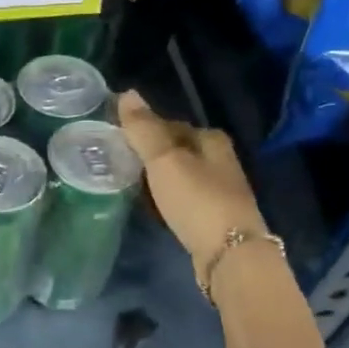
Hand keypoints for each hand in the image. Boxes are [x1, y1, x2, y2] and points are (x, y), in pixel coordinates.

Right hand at [116, 91, 266, 275]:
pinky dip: (166, 199)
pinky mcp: (214, 217)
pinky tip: (151, 208)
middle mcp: (220, 160)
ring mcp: (219, 190)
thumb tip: (126, 93)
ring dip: (157, 179)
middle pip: (176, 149)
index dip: (144, 129)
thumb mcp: (164, 160)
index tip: (118, 140)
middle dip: (150, 154)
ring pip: (180, 175)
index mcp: (211, 139)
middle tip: (118, 163)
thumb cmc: (196, 200)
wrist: (230, 254)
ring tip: (128, 185)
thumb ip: (144, 129)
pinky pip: (182, 199)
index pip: (170, 124)